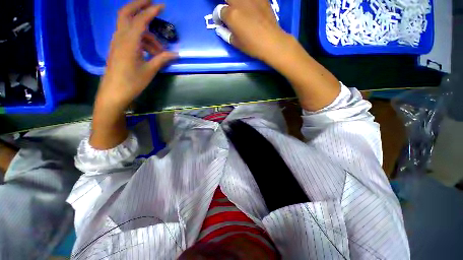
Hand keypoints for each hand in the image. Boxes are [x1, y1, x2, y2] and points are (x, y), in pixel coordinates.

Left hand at [96, 0, 177, 110]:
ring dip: (144, 32)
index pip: (141, 19)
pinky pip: (128, 36)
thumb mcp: (150, 70)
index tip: (162, 5)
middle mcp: (120, 37)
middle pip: (126, 13)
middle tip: (151, 3)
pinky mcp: (117, 48)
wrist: (114, 92)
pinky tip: (149, 50)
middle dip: (138, 5)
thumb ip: (162, 59)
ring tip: (159, 49)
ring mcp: (117, 42)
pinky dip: (139, 38)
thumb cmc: (132, 82)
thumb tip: (176, 54)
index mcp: (129, 41)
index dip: (152, 11)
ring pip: (129, 26)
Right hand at [218, 0, 291, 62]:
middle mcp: (240, 2)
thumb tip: (220, 28)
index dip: (218, 17)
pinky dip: (248, 2)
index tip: (220, 23)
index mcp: (232, 14)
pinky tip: (250, 8)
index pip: (219, 11)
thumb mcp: (236, 43)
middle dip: (225, 4)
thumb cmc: (252, 46)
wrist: (271, 42)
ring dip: (236, 3)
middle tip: (228, 11)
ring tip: (238, 9)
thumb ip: (225, 34)